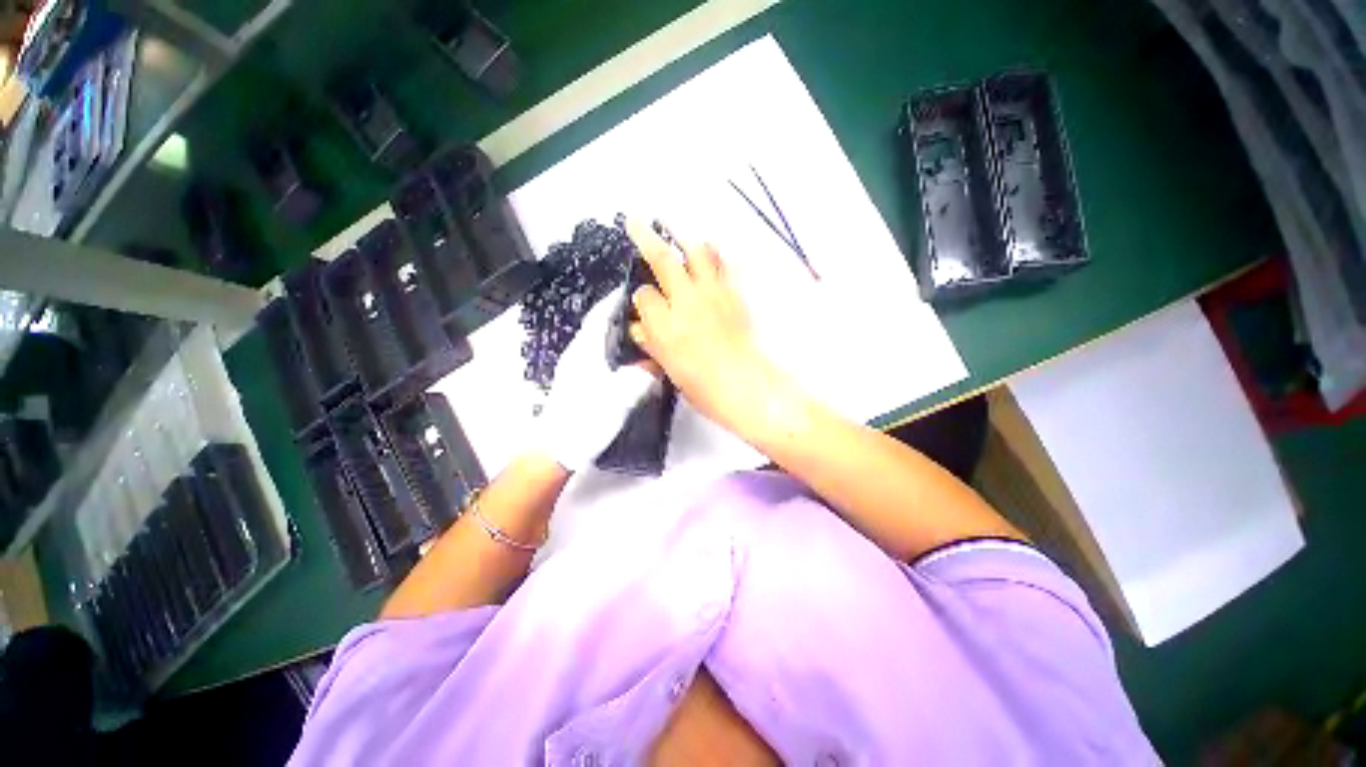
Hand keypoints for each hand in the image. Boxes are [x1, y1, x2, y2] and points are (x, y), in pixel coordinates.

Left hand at [533, 287, 656, 470]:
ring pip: (597, 340)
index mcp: (586, 350)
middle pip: (598, 325)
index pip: (600, 315)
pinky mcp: (576, 381)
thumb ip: (644, 375)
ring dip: (615, 332)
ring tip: (639, 331)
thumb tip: (659, 363)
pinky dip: (611, 348)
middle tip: (644, 311)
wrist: (558, 448)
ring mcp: (574, 368)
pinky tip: (626, 359)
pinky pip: (597, 354)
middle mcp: (577, 353)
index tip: (632, 291)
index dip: (614, 300)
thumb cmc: (587, 418)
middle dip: (618, 314)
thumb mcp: (622, 395)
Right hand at [624, 219, 791, 437]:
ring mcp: (713, 294)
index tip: (644, 303)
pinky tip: (707, 258)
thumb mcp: (667, 369)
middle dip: (645, 238)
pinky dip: (712, 257)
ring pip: (696, 252)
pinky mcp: (734, 294)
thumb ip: (650, 344)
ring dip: (684, 244)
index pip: (643, 295)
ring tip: (679, 243)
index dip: (641, 297)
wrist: (746, 386)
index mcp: (665, 327)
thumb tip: (639, 328)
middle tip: (636, 221)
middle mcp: (686, 302)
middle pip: (662, 259)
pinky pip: (721, 265)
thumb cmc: (703, 387)